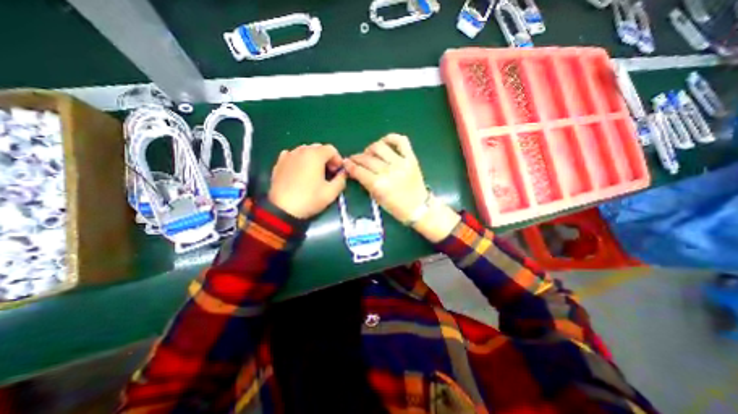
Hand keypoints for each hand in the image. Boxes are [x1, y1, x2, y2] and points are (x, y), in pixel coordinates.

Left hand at [269, 142, 345, 218]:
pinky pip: (293, 156)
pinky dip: (300, 160)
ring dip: (313, 158)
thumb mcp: (331, 192)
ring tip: (314, 173)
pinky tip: (300, 171)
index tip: (337, 172)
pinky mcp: (279, 163)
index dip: (338, 159)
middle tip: (328, 172)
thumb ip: (341, 180)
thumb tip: (343, 174)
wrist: (282, 209)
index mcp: (315, 155)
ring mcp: (288, 156)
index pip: (331, 149)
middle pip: (318, 148)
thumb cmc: (309, 199)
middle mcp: (301, 151)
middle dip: (326, 158)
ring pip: (305, 151)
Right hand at [345, 132, 426, 222]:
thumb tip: (356, 171)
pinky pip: (401, 141)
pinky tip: (384, 143)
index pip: (359, 171)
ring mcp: (401, 163)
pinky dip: (391, 138)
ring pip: (380, 147)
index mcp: (379, 185)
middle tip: (354, 159)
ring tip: (369, 153)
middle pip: (367, 159)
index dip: (350, 166)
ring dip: (370, 148)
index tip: (345, 163)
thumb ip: (366, 183)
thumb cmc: (396, 208)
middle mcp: (389, 171)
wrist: (419, 208)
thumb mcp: (377, 199)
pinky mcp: (411, 158)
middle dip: (357, 157)